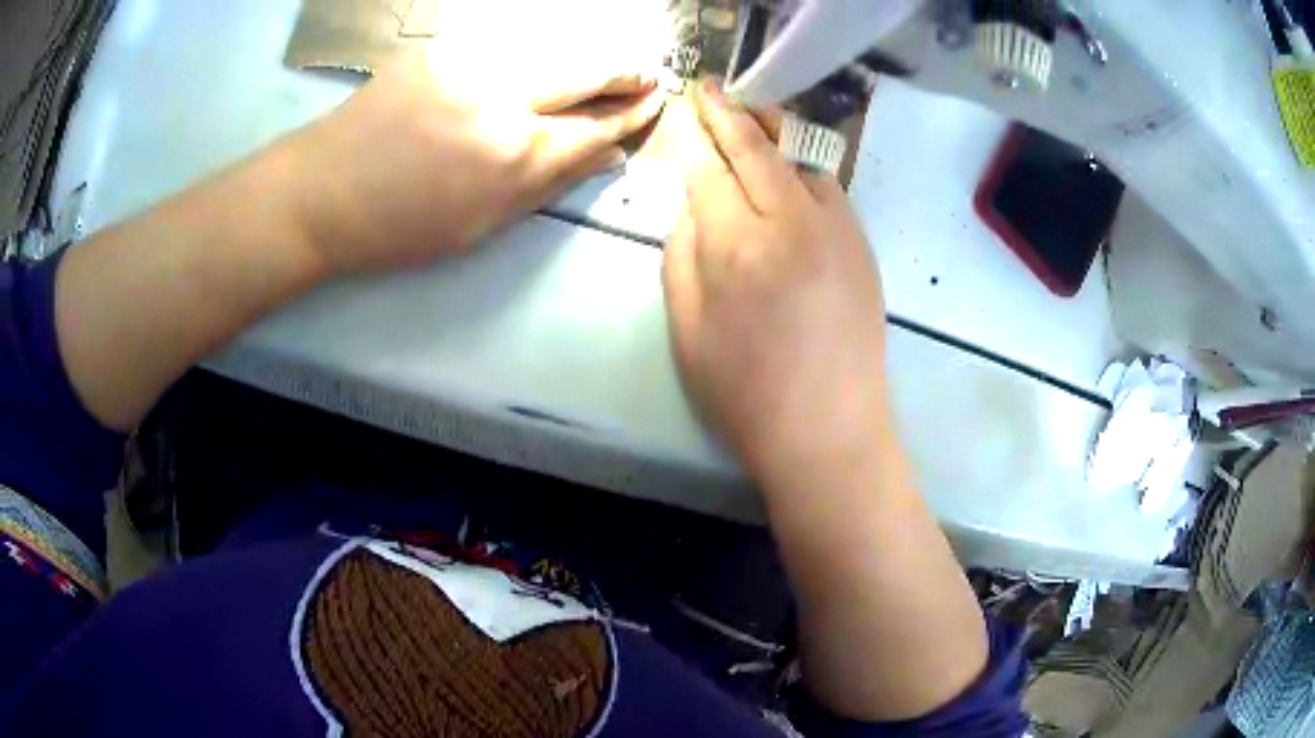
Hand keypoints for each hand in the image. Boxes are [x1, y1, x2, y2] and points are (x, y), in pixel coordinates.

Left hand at [286, 48, 665, 274]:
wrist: (320, 193)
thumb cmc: (398, 228)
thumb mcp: (480, 226)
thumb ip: (547, 186)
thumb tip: (603, 158)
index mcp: (514, 156)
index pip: (595, 127)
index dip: (631, 115)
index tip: (654, 104)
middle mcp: (503, 99)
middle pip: (585, 72)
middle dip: (625, 73)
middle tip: (648, 75)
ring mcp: (470, 65)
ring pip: (550, 50)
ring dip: (583, 58)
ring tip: (603, 67)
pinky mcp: (441, 49)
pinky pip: (505, 46)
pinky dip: (534, 55)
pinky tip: (540, 66)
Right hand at [663, 81, 889, 491]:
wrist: (829, 431)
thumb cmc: (745, 393)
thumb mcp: (686, 329)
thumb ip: (681, 254)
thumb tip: (694, 206)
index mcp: (738, 245)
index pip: (709, 169)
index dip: (695, 135)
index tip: (686, 108)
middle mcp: (791, 220)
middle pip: (755, 149)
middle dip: (729, 113)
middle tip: (712, 88)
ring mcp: (836, 229)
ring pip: (799, 158)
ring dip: (772, 129)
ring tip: (752, 111)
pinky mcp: (862, 245)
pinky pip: (828, 187)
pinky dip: (803, 166)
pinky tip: (789, 167)